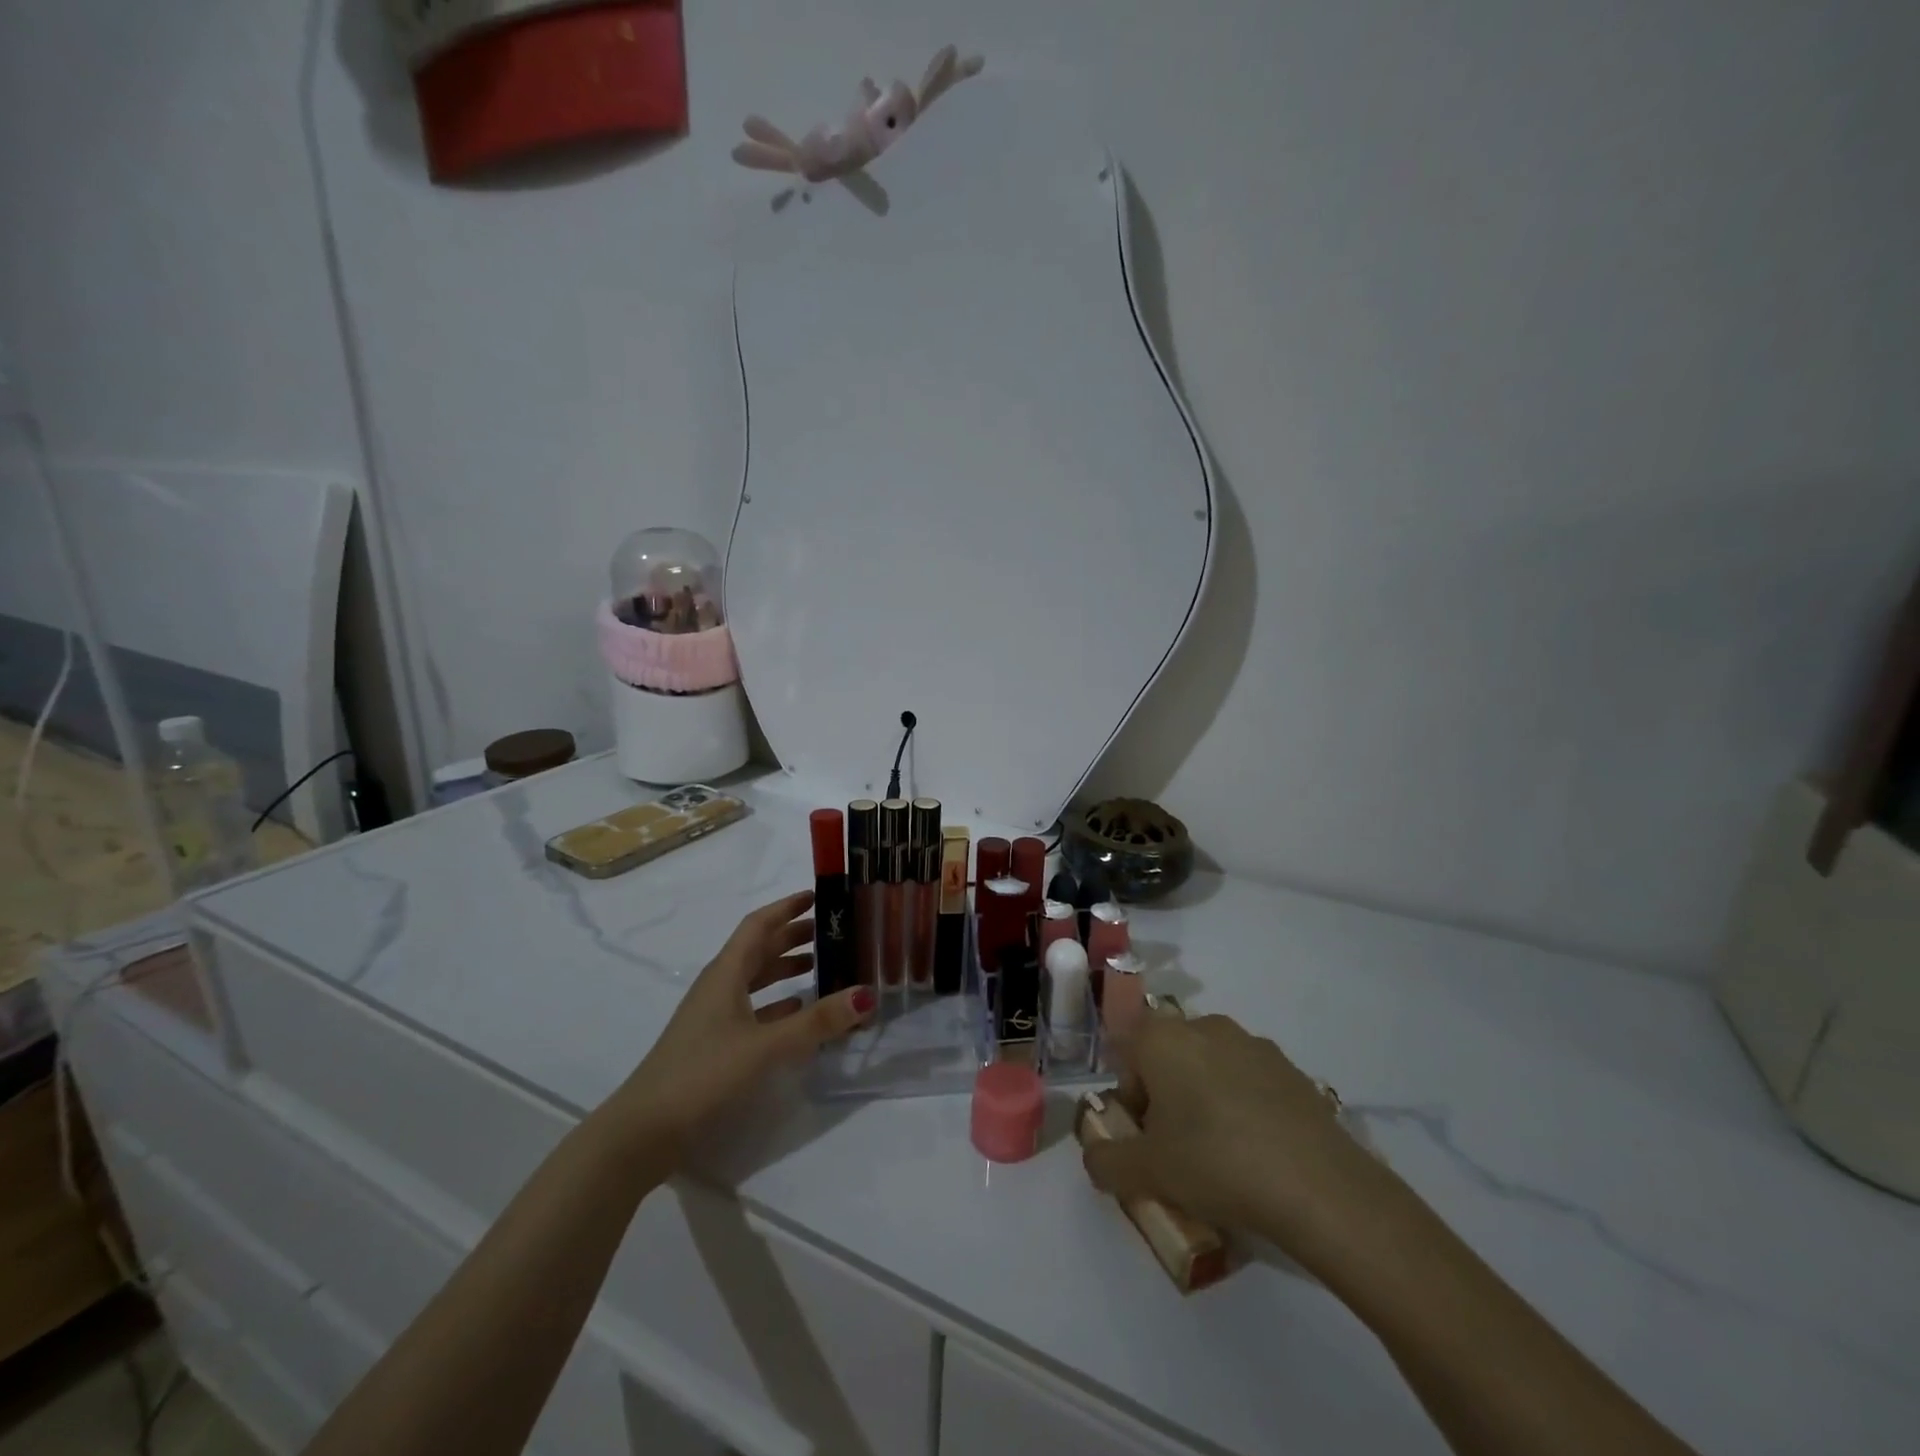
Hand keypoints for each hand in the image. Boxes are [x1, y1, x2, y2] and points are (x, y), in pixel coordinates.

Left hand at [611, 891, 874, 1156]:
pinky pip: (753, 1009)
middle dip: (792, 936)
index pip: (759, 925)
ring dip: (785, 968)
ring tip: (821, 966)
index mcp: (726, 973)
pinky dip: (778, 1004)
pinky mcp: (715, 1044)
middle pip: (759, 949)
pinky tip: (798, 1013)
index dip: (786, 908)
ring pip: (755, 979)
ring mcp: (714, 1016)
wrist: (645, 1131)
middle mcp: (719, 986)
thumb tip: (866, 993)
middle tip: (831, 930)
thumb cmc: (703, 1074)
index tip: (818, 896)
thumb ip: (816, 1022)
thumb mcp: (765, 1046)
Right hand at [1082, 1015, 1389, 1264]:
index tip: (1143, 1135)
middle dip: (1164, 1096)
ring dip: (1204, 1099)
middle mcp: (1204, 1026)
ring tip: (1220, 1155)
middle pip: (1167, 1055)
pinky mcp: (1291, 1068)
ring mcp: (1252, 1043)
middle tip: (1176, 1149)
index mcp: (1162, 1037)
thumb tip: (1094, 1156)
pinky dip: (1243, 1106)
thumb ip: (1106, 1160)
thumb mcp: (1147, 1172)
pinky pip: (1249, 1081)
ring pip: (1209, 1066)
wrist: (1319, 1186)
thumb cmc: (1216, 1163)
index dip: (1129, 1095)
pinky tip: (1258, 1152)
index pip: (1125, 1051)